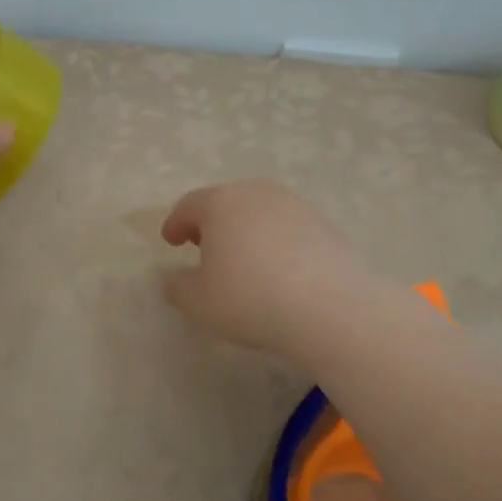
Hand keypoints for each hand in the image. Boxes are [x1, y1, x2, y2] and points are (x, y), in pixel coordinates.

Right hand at [159, 181, 368, 356]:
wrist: (330, 307)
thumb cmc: (250, 299)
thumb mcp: (199, 303)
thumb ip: (178, 287)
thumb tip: (174, 278)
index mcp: (220, 204)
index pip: (189, 205)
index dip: (175, 223)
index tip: (171, 240)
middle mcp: (257, 194)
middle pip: (226, 202)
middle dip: (211, 222)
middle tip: (204, 247)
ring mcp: (295, 206)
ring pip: (259, 212)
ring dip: (246, 230)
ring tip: (243, 259)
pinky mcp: (324, 224)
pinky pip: (288, 228)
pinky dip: (275, 241)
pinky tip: (278, 268)